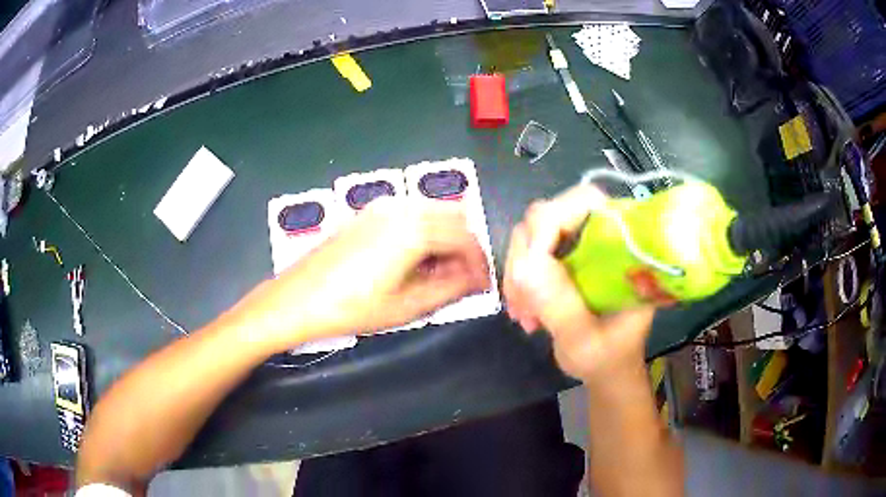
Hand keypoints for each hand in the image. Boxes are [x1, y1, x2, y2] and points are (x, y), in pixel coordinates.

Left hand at [234, 197, 490, 350]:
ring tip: (438, 275)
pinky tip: (412, 262)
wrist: (297, 299)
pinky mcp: (366, 214)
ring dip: (443, 240)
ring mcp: (380, 208)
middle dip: (463, 248)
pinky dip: (422, 234)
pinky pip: (408, 216)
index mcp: (414, 228)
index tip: (483, 284)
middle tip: (463, 280)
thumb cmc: (351, 307)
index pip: (465, 237)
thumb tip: (476, 279)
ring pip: (430, 215)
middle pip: (451, 219)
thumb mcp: (406, 306)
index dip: (479, 262)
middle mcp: (400, 208)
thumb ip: (450, 288)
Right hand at [503, 185, 654, 383]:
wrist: (607, 367)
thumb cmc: (609, 356)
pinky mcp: (560, 255)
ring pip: (529, 234)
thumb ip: (561, 306)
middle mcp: (599, 233)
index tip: (531, 267)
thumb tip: (525, 267)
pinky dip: (517, 280)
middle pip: (548, 214)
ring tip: (524, 315)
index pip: (586, 201)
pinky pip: (525, 253)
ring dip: (518, 273)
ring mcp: (577, 243)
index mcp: (623, 243)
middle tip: (522, 302)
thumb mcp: (586, 340)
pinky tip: (524, 311)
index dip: (553, 222)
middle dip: (527, 256)